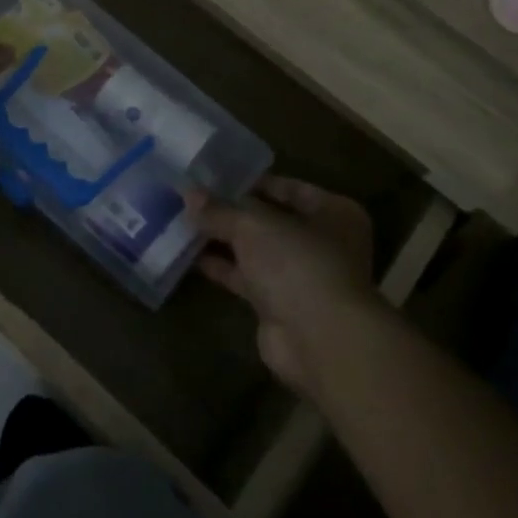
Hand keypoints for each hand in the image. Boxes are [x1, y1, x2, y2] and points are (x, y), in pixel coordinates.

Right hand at [198, 177, 376, 394]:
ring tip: (183, 221)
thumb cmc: (297, 264)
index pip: (287, 187)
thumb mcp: (253, 225)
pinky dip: (222, 267)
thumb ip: (220, 209)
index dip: (250, 181)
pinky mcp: (280, 305)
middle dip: (232, 212)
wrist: (318, 341)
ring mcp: (301, 276)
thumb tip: (188, 192)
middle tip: (192, 198)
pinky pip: (246, 278)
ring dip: (223, 239)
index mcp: (333, 212)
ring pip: (256, 250)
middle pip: (270, 219)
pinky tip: (189, 254)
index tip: (212, 177)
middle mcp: (322, 242)